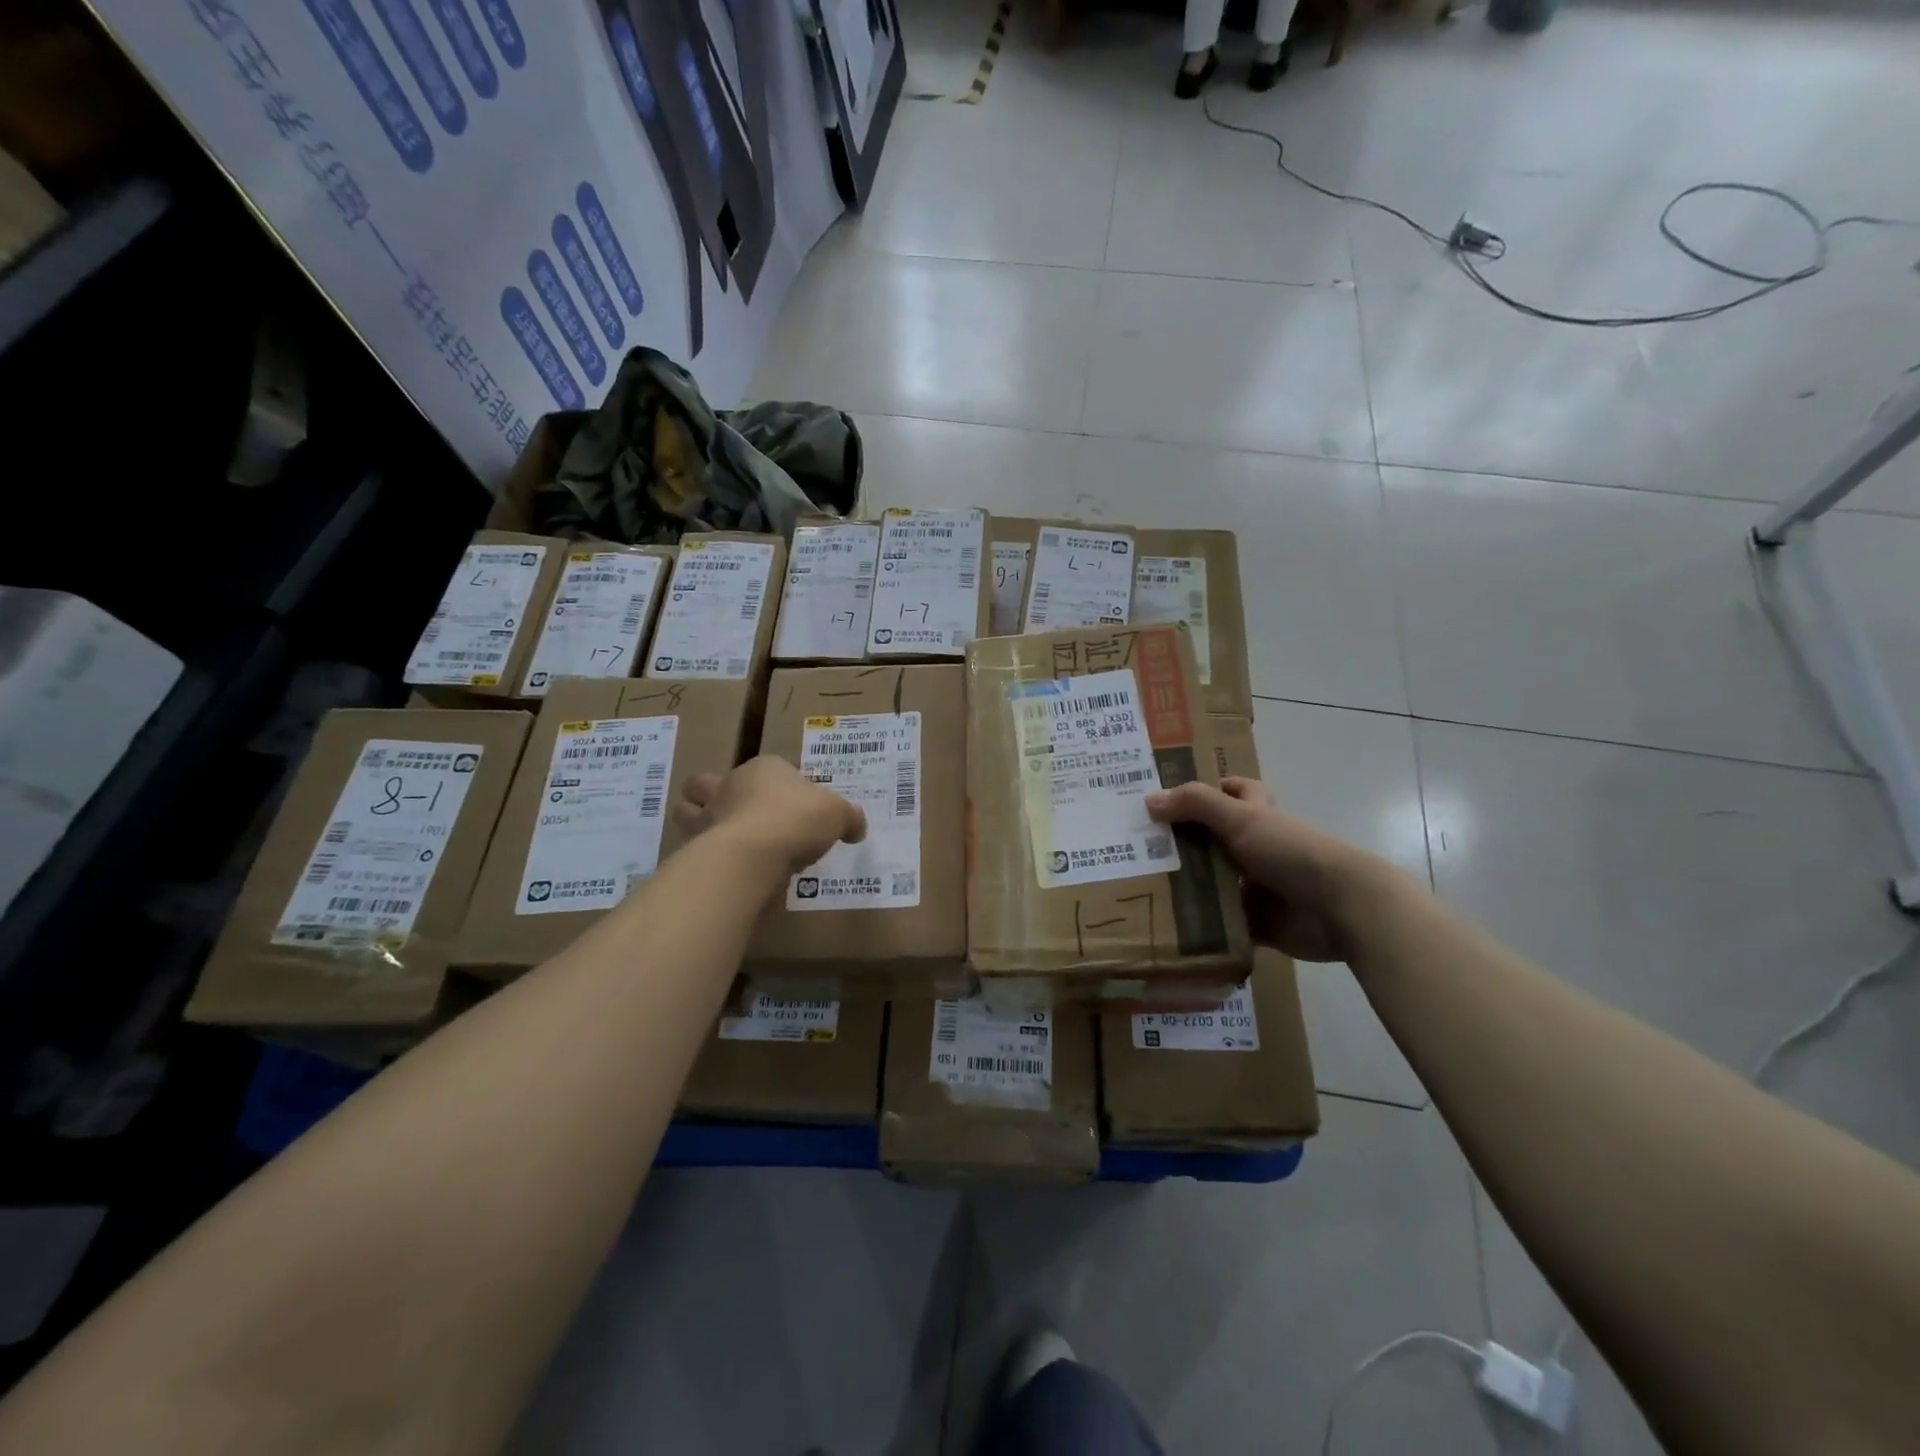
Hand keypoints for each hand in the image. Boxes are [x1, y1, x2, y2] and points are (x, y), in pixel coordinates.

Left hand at [680, 757, 866, 877]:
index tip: (797, 806)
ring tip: (720, 837)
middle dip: (716, 792)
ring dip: (697, 819)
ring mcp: (708, 814)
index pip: (772, 767)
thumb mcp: (838, 814)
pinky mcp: (696, 845)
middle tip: (741, 814)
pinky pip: (692, 845)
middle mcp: (730, 784)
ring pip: (687, 809)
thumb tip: (857, 827)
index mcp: (765, 768)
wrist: (753, 852)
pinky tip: (721, 866)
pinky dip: (701, 853)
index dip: (782, 783)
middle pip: (709, 781)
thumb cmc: (797, 819)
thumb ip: (849, 818)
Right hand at [1146, 777, 1413, 962]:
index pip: (1231, 792)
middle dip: (1180, 843)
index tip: (1166, 798)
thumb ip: (1195, 805)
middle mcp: (1256, 848)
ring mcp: (1257, 887)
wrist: (1340, 907)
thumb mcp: (1240, 818)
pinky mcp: (1257, 922)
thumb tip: (1148, 799)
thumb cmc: (1291, 851)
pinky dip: (1200, 926)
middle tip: (1135, 846)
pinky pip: (1221, 924)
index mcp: (1257, 816)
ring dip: (1185, 887)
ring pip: (1214, 883)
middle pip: (1212, 840)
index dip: (1205, 790)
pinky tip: (1166, 926)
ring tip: (1139, 886)